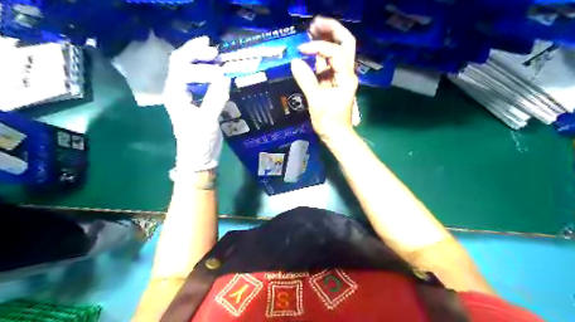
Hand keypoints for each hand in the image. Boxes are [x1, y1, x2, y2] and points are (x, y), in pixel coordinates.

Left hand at [163, 36, 230, 173]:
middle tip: (214, 50)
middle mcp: (177, 90)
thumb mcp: (208, 121)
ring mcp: (186, 95)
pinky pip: (198, 80)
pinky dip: (207, 71)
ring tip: (216, 55)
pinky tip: (218, 71)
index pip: (182, 68)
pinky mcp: (196, 100)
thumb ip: (215, 98)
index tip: (221, 71)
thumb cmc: (198, 142)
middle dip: (196, 53)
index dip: (200, 64)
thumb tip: (225, 77)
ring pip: (188, 69)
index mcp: (175, 94)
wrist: (198, 158)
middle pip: (180, 62)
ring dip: (200, 59)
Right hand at [293, 15, 357, 144]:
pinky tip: (310, 49)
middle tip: (315, 23)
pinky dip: (320, 54)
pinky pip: (328, 63)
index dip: (318, 47)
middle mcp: (347, 73)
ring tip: (311, 29)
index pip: (335, 52)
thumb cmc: (329, 121)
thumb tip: (295, 61)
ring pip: (338, 51)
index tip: (301, 50)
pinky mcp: (333, 81)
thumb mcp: (316, 101)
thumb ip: (306, 80)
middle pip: (346, 44)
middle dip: (332, 31)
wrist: (336, 135)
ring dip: (327, 39)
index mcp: (345, 78)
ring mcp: (340, 76)